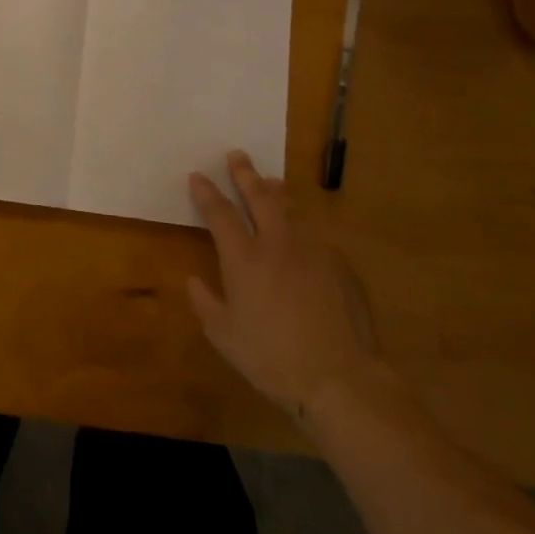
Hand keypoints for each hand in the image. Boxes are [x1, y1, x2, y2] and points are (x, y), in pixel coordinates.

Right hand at [187, 151, 379, 419]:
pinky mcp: (339, 265)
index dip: (206, 192)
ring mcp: (312, 250)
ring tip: (270, 181)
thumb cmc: (272, 358)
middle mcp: (276, 243)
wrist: (340, 378)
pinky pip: (315, 233)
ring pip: (291, 208)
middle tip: (237, 155)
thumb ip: (206, 304)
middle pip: (259, 196)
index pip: (220, 213)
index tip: (198, 176)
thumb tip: (194, 281)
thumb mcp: (224, 337)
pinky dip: (302, 222)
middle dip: (244, 173)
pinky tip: (302, 230)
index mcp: (244, 258)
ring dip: (276, 191)